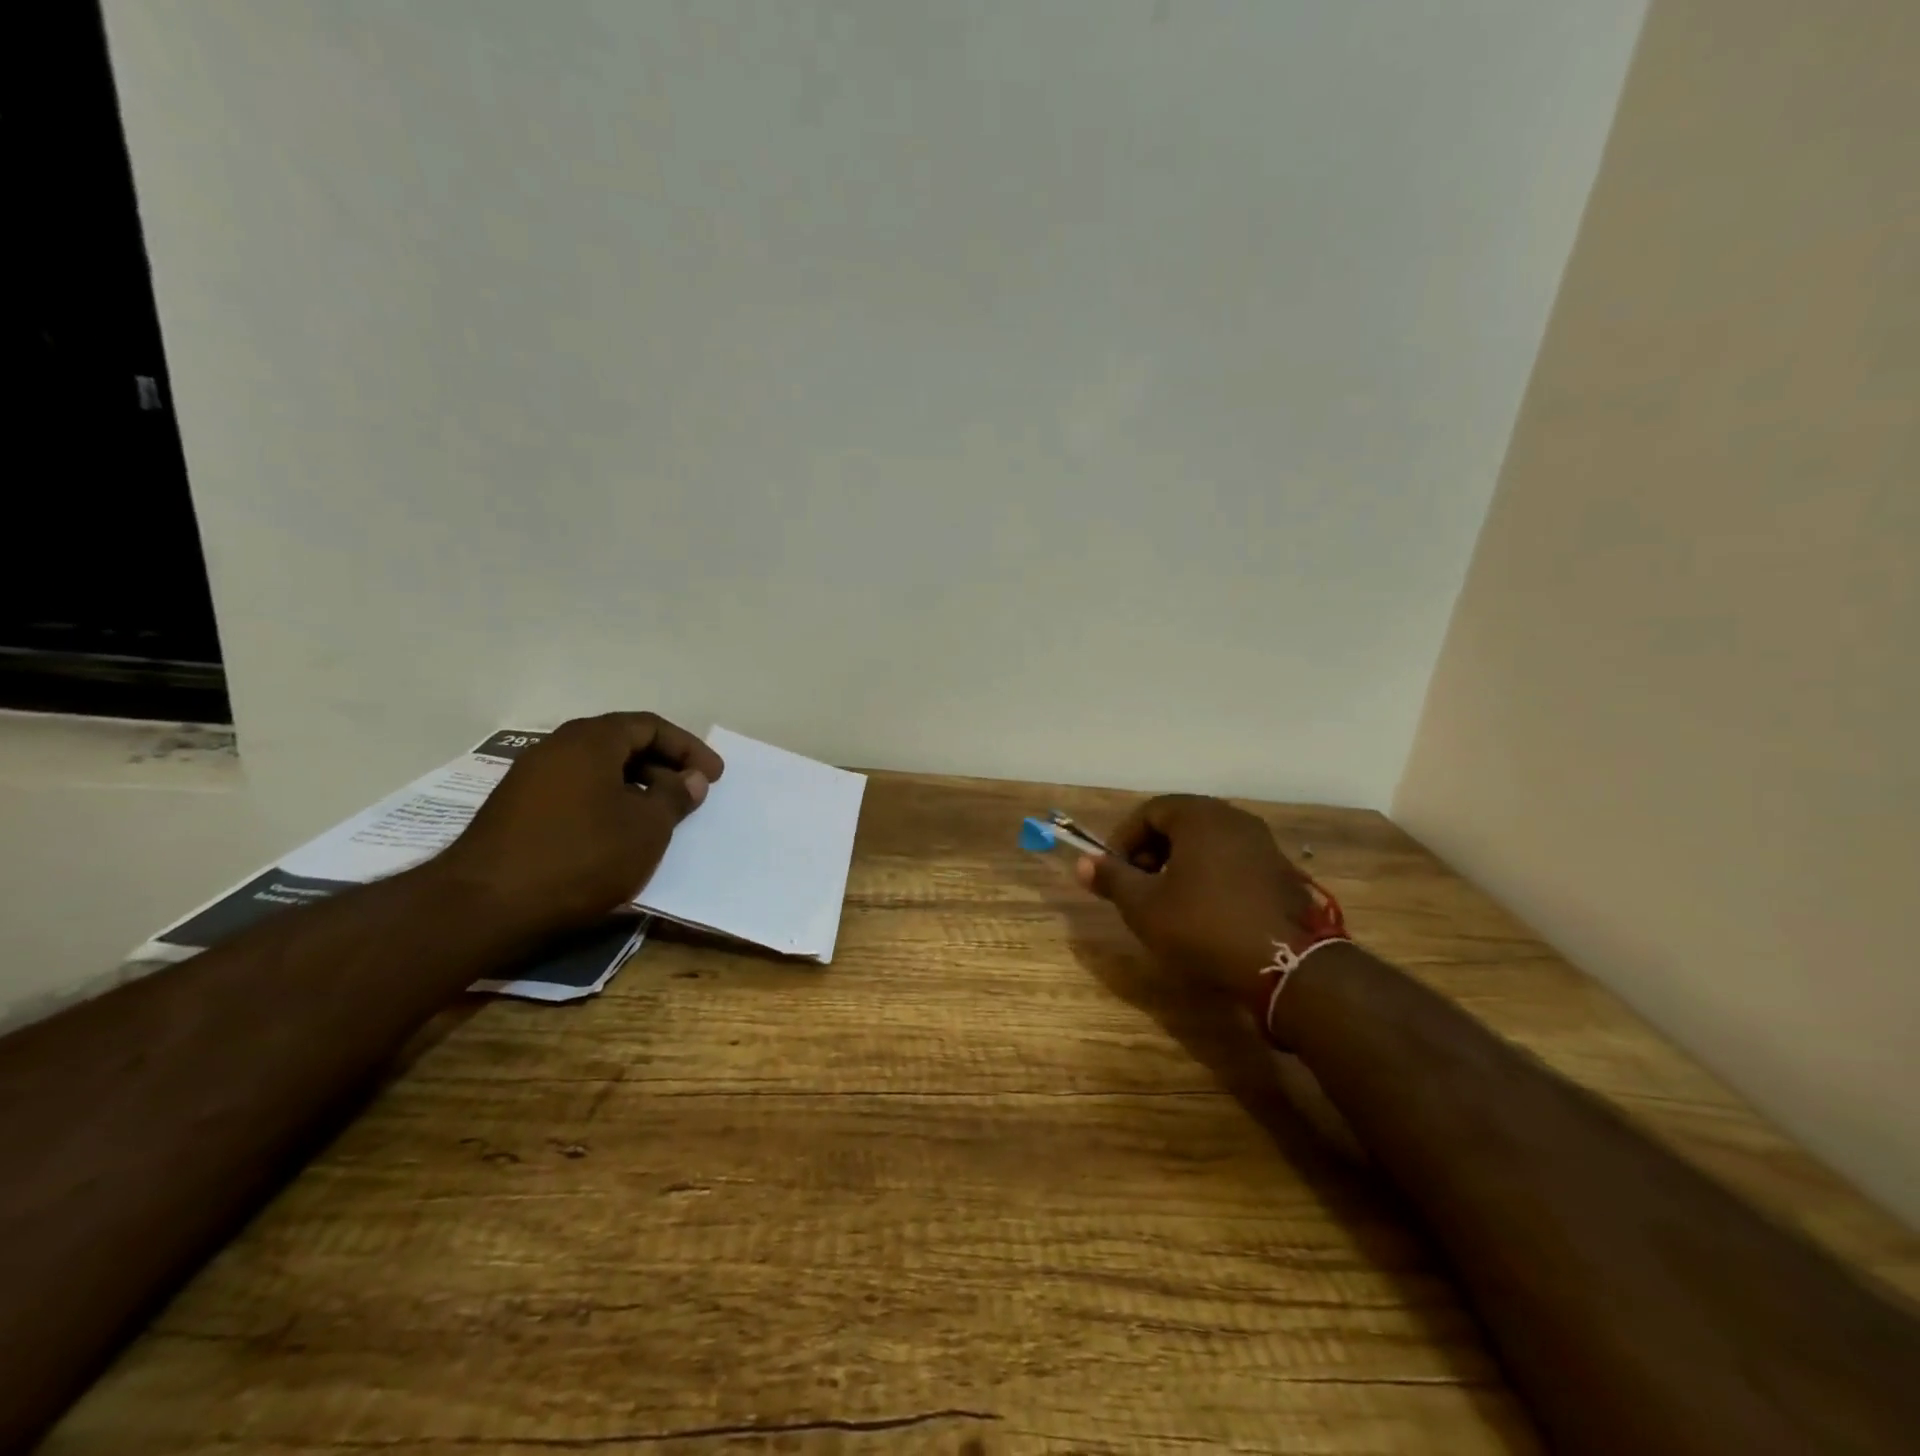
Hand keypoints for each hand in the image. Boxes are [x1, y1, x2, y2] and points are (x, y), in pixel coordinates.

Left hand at [433, 712, 724, 936]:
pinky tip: (619, 834)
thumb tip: (690, 779)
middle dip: (663, 766)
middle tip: (691, 794)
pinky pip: (576, 791)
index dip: (688, 748)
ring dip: (636, 786)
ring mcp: (531, 778)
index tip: (713, 776)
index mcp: (591, 740)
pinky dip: (607, 802)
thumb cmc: (581, 856)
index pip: (650, 726)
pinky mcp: (516, 810)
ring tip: (660, 817)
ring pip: (597, 769)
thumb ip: (675, 796)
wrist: (485, 905)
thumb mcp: (646, 827)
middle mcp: (557, 748)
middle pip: (622, 743)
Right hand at [1077, 795, 1312, 1005]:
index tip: (1112, 871)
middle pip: (1179, 823)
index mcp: (1199, 816)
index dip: (1123, 839)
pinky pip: (1231, 860)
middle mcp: (1233, 819)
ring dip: (1178, 864)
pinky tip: (1202, 911)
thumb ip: (1112, 879)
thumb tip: (1083, 863)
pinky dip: (1208, 875)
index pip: (1149, 811)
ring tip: (1165, 901)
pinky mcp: (1279, 872)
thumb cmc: (1203, 926)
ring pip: (1206, 842)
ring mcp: (1262, 844)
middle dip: (1150, 851)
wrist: (1286, 967)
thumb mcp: (1144, 906)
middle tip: (1136, 886)